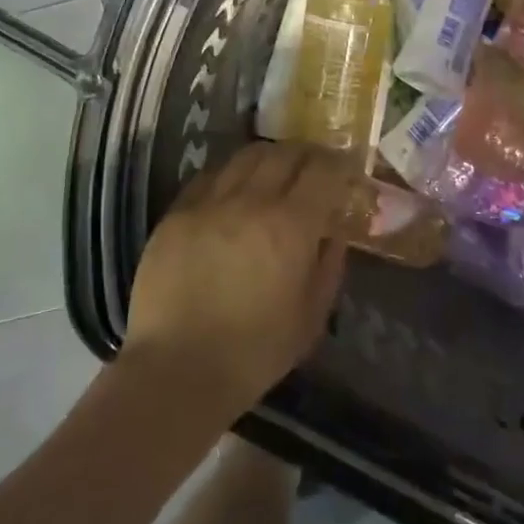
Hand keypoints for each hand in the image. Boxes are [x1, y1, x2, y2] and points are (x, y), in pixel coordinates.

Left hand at [122, 142, 352, 418]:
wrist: (176, 370)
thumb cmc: (254, 353)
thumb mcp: (310, 317)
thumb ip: (328, 265)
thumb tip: (333, 232)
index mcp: (290, 226)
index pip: (323, 171)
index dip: (340, 165)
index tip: (346, 170)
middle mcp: (251, 201)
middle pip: (285, 152)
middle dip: (307, 155)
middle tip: (315, 168)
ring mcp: (209, 202)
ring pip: (246, 156)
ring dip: (270, 157)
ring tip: (276, 172)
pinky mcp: (177, 212)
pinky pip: (210, 175)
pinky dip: (232, 174)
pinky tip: (235, 190)